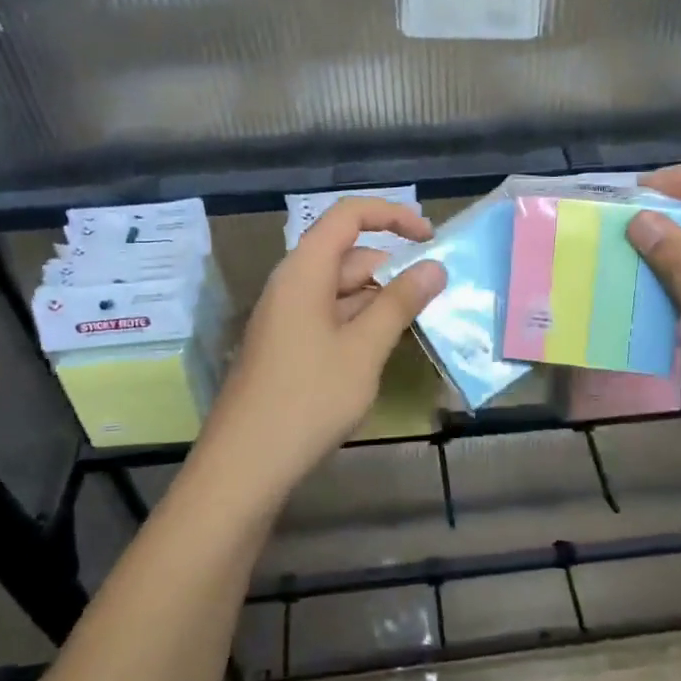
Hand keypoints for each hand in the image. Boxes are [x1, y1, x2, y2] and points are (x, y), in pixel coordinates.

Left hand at [198, 198, 445, 495]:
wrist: (245, 465)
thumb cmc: (308, 399)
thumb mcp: (364, 349)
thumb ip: (400, 302)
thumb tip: (435, 266)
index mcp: (304, 271)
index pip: (348, 215)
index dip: (392, 215)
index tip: (431, 238)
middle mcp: (292, 284)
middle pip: (348, 255)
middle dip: (392, 269)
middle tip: (435, 298)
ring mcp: (287, 317)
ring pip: (342, 290)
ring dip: (380, 300)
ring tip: (416, 325)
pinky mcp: (287, 345)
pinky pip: (330, 317)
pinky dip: (361, 323)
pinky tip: (383, 350)